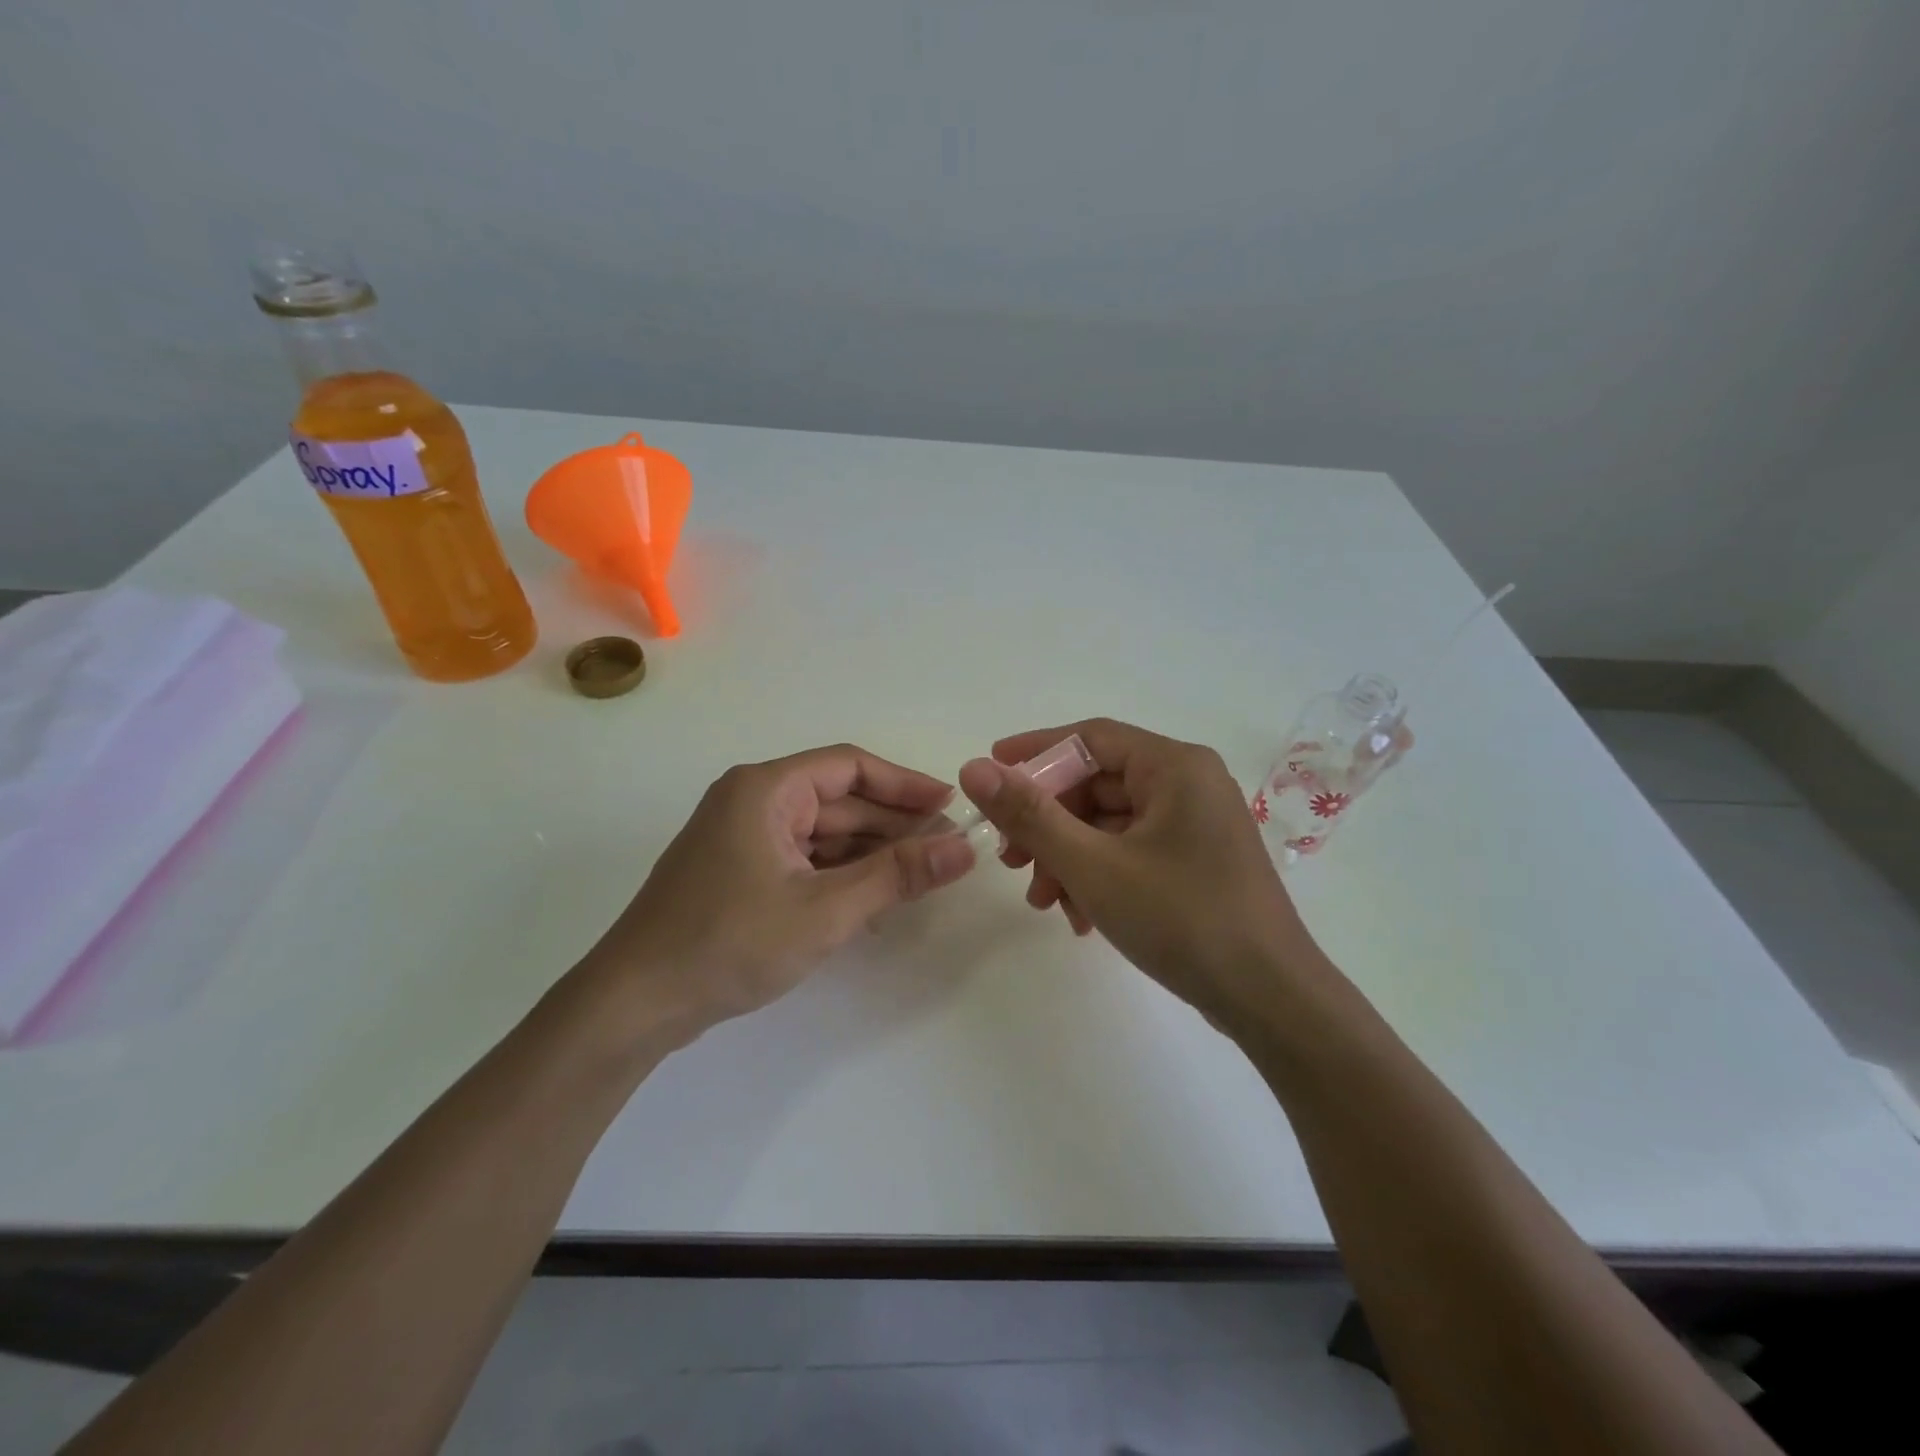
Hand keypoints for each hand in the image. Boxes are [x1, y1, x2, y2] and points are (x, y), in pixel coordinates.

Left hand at [577, 745, 975, 1043]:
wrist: (635, 1004)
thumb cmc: (729, 943)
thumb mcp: (825, 910)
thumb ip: (897, 875)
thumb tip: (965, 848)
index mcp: (766, 789)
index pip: (850, 766)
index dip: (905, 784)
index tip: (950, 806)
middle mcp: (753, 801)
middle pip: (838, 800)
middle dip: (892, 824)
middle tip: (947, 850)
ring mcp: (742, 838)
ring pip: (823, 833)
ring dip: (869, 853)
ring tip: (921, 876)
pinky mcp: (738, 871)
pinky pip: (803, 858)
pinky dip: (840, 874)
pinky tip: (875, 899)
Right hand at [957, 719, 1331, 1032]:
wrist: (1271, 1000)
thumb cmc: (1182, 919)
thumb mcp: (1093, 865)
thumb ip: (1030, 815)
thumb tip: (974, 769)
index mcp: (1174, 766)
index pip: (1090, 738)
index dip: (1034, 752)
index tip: (988, 773)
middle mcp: (1189, 784)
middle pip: (1097, 785)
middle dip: (1048, 823)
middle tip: (1009, 859)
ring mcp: (1196, 825)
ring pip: (1110, 824)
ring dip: (1068, 858)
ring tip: (1042, 901)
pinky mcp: (1196, 862)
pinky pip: (1132, 852)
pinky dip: (1098, 876)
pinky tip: (1079, 917)